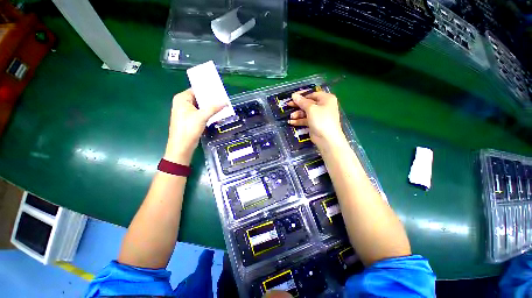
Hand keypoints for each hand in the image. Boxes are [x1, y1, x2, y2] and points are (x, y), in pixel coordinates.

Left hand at [164, 89, 224, 164]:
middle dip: (211, 100)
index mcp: (182, 98)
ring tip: (223, 105)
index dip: (208, 90)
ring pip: (201, 106)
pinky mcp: (191, 119)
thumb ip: (214, 108)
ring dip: (210, 107)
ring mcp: (186, 112)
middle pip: (199, 98)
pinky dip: (208, 113)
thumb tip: (226, 101)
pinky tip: (217, 114)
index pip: (196, 90)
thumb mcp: (202, 117)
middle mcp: (183, 103)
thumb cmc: (189, 129)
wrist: (182, 146)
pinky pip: (201, 113)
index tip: (220, 91)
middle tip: (223, 99)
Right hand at [288, 91, 345, 148]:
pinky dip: (299, 120)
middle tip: (288, 105)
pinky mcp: (314, 123)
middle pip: (308, 103)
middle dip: (298, 105)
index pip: (312, 94)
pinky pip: (305, 120)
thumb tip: (294, 95)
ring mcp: (318, 116)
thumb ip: (302, 102)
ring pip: (306, 112)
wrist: (327, 139)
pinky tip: (291, 122)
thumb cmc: (321, 120)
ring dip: (297, 114)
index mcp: (326, 99)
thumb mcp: (311, 109)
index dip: (302, 95)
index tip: (292, 97)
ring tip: (291, 117)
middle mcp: (323, 106)